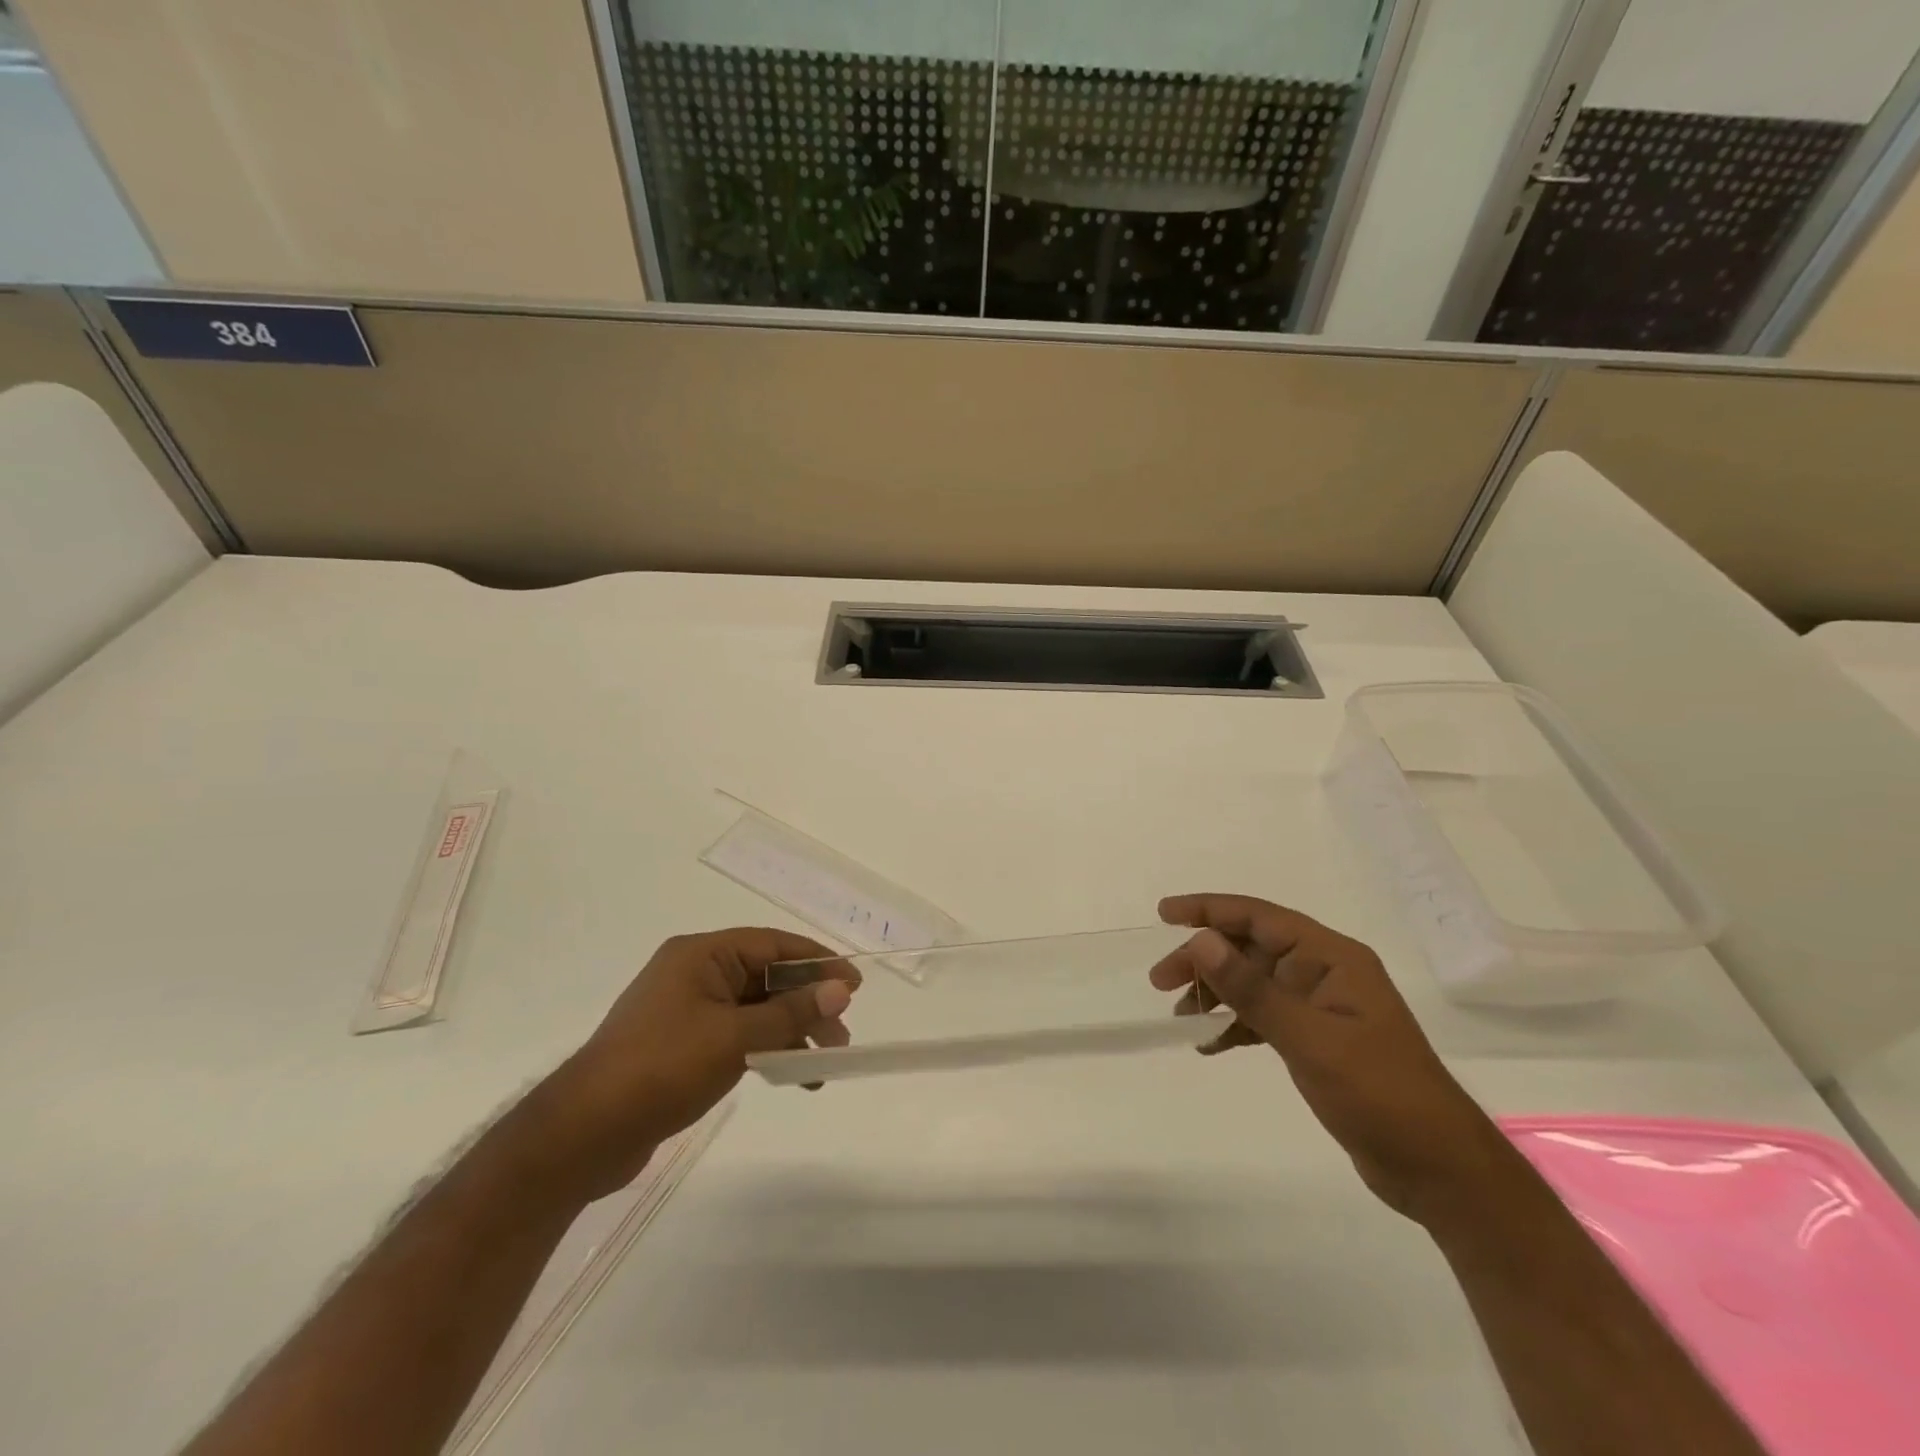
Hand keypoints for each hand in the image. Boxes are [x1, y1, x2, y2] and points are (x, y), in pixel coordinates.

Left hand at [534, 928, 858, 1200]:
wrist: (583, 1135)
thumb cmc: (661, 1069)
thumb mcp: (734, 1038)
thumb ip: (790, 1013)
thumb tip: (841, 990)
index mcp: (701, 955)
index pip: (772, 944)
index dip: (817, 961)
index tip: (854, 984)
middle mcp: (694, 973)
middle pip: (766, 977)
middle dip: (807, 1004)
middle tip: (841, 1035)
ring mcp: (686, 1010)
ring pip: (754, 1010)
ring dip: (790, 1031)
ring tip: (823, 1064)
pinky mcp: (681, 1045)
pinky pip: (737, 1035)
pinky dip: (766, 1050)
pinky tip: (790, 1075)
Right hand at [1151, 893, 1508, 1223]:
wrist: (1439, 1171)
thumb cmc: (1379, 1095)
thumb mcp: (1309, 1039)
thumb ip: (1252, 989)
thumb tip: (1201, 940)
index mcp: (1332, 958)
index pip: (1260, 917)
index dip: (1209, 910)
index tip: (1164, 913)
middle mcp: (1325, 973)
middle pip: (1251, 948)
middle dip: (1204, 959)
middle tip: (1160, 981)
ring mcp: (1321, 1007)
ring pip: (1253, 982)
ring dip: (1215, 992)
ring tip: (1179, 1015)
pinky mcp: (1317, 1039)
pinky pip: (1264, 1016)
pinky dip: (1235, 1025)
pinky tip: (1208, 1043)